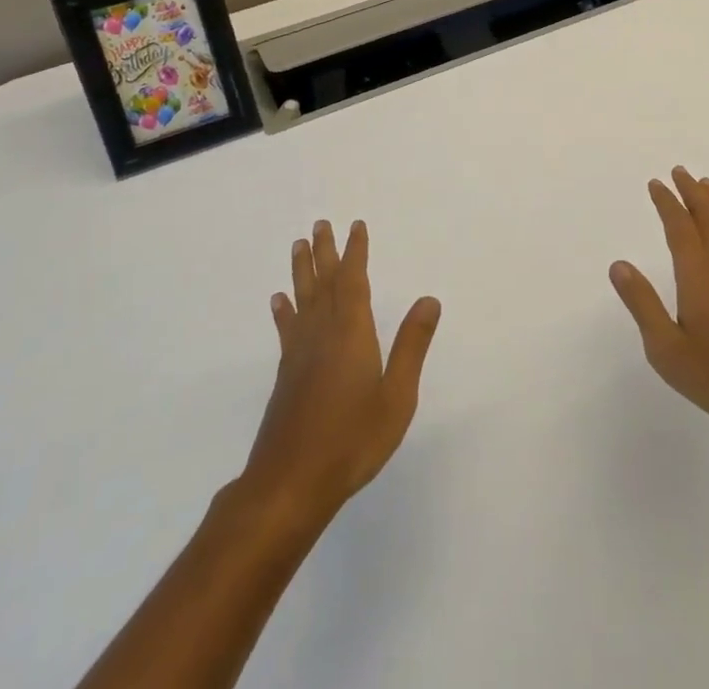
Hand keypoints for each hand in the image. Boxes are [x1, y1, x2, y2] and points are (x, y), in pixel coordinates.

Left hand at [243, 219, 441, 523]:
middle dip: (324, 252)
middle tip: (320, 223)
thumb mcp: (396, 396)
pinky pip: (287, 329)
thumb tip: (429, 299)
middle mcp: (323, 334)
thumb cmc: (352, 440)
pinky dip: (284, 311)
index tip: (355, 226)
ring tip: (299, 246)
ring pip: (302, 300)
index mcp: (352, 333)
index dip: (355, 252)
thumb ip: (412, 346)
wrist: (290, 484)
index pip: (354, 281)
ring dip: (302, 271)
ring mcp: (300, 354)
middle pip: (323, 283)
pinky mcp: (286, 375)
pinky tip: (279, 301)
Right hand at [609, 167, 708, 438]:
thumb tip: (619, 265)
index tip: (657, 184)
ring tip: (705, 183)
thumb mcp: (666, 349)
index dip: (667, 202)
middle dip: (692, 192)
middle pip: (708, 215)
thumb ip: (643, 304)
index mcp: (698, 274)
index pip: (680, 226)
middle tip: (680, 172)